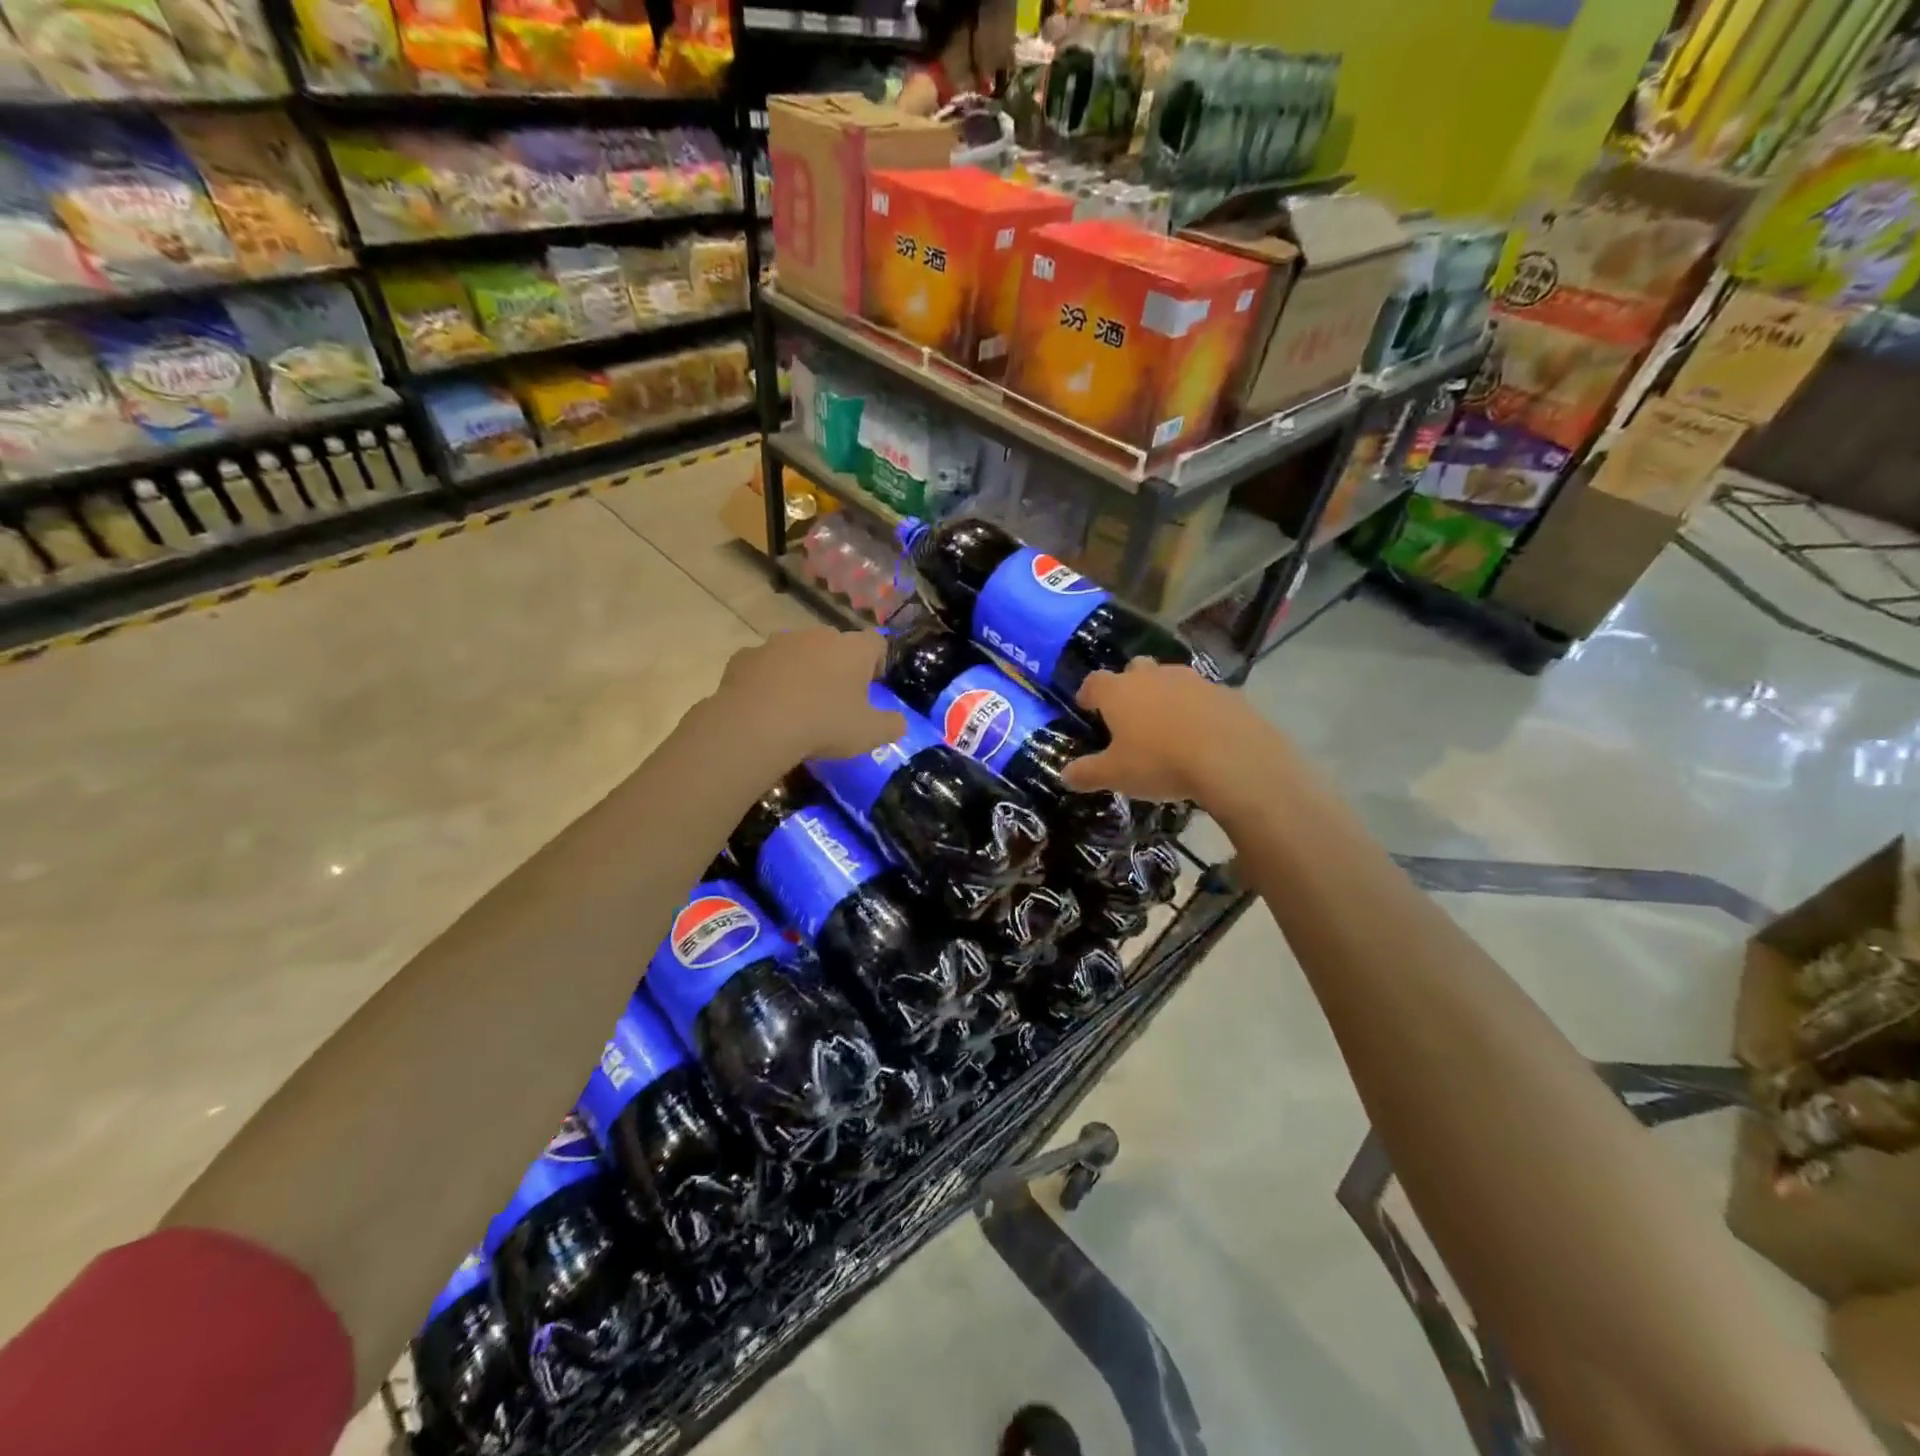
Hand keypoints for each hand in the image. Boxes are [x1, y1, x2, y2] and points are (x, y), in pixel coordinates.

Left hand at [715, 628, 903, 760]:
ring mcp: (778, 642)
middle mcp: (817, 636)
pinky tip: (767, 705)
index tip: (872, 685)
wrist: (756, 725)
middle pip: (835, 645)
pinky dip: (769, 679)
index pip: (876, 642)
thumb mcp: (869, 734)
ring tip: (798, 704)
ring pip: (798, 652)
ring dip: (802, 670)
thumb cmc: (823, 725)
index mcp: (852, 649)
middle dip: (838, 666)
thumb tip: (900, 723)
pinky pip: (765, 664)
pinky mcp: (746, 656)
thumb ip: (891, 725)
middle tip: (836, 699)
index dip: (877, 662)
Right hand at [1060, 659, 1269, 804]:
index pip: (1094, 682)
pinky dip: (1197, 709)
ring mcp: (1192, 680)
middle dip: (1129, 687)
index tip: (1087, 707)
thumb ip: (1086, 773)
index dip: (1088, 694)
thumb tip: (1065, 775)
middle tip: (1129, 715)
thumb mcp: (1115, 776)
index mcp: (1119, 691)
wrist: (1232, 758)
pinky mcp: (1226, 692)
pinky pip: (1203, 696)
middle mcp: (1153, 676)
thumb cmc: (1160, 762)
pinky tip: (1201, 734)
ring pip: (1170, 679)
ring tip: (1167, 726)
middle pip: (1134, 669)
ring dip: (1164, 696)